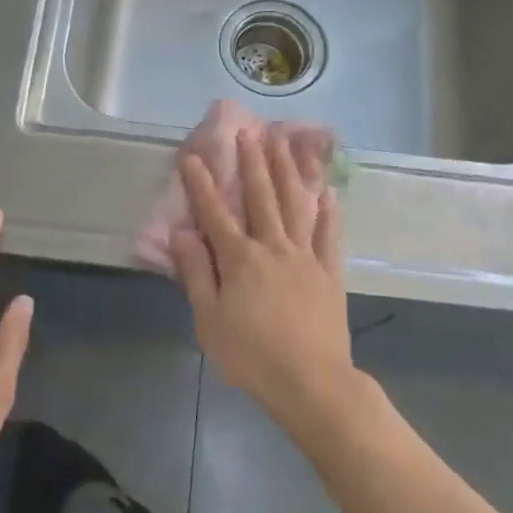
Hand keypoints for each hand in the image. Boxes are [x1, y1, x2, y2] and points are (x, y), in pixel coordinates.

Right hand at [170, 127, 357, 437]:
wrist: (311, 381)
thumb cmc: (251, 355)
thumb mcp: (210, 319)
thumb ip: (196, 272)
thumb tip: (181, 232)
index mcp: (241, 259)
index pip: (215, 214)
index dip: (201, 185)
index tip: (192, 156)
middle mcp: (273, 247)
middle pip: (261, 197)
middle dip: (252, 163)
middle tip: (248, 131)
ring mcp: (306, 257)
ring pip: (296, 205)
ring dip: (289, 172)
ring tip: (285, 143)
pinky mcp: (330, 272)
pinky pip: (328, 234)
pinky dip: (328, 211)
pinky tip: (327, 192)